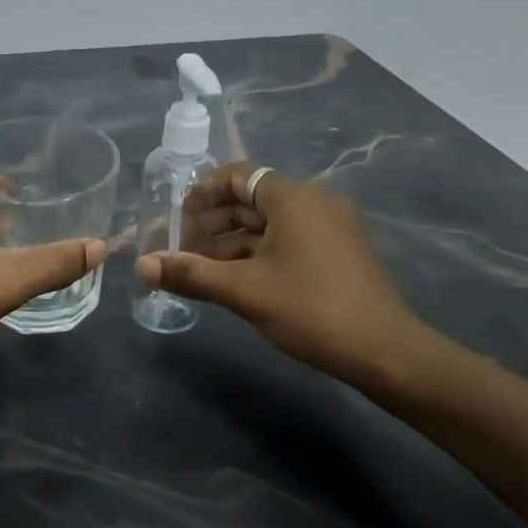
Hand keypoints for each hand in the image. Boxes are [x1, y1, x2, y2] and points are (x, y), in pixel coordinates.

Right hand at [135, 162, 432, 388]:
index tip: (176, 218)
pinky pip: (286, 242)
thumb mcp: (244, 290)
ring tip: (197, 270)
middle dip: (211, 223)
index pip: (238, 176)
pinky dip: (255, 255)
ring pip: (267, 226)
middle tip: (178, 249)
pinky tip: (232, 281)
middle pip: (250, 200)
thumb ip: (191, 274)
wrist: (385, 351)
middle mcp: (314, 203)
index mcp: (294, 198)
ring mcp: (329, 229)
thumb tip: (142, 266)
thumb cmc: (311, 309)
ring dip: (230, 243)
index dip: (202, 192)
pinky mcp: (336, 254)